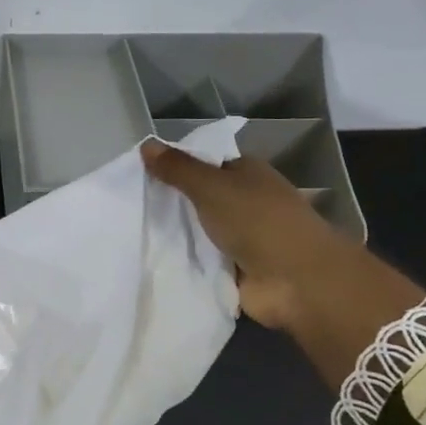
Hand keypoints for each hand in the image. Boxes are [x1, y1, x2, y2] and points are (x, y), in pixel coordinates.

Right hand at [142, 141, 425, 386]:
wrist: (296, 280)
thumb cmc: (258, 221)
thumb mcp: (212, 186)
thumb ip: (178, 169)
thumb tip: (145, 144)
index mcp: (247, 174)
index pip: (206, 164)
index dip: (175, 167)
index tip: (139, 174)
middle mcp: (246, 203)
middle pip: (199, 199)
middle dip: (170, 203)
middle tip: (129, 205)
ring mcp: (242, 238)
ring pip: (198, 231)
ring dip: (175, 235)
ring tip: (130, 233)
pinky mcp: (235, 270)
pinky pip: (201, 261)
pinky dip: (183, 262)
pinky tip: (151, 261)